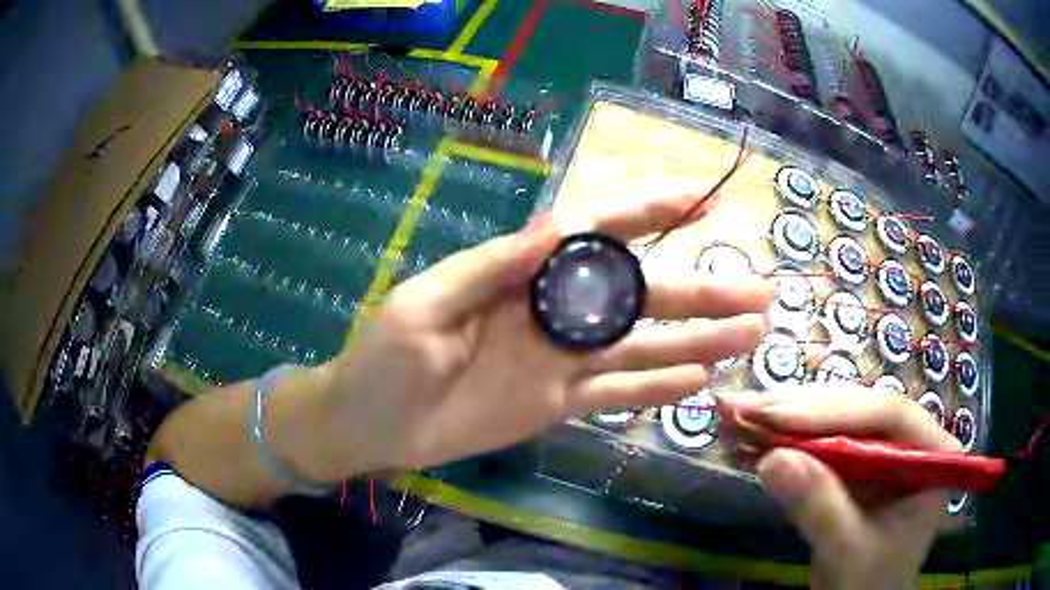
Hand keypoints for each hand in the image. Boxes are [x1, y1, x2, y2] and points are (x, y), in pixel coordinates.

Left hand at [297, 187, 771, 479]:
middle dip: (702, 290)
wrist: (372, 425)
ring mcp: (561, 361)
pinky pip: (617, 394)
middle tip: (759, 292)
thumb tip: (559, 228)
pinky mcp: (558, 404)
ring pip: (643, 347)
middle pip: (641, 296)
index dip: (651, 213)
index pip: (598, 234)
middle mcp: (555, 312)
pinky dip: (659, 390)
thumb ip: (492, 268)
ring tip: (748, 336)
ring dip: (697, 341)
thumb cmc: (384, 361)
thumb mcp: (425, 306)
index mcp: (523, 275)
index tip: (703, 199)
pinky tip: (700, 381)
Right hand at [719, 385, 961, 589]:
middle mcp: (910, 440)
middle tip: (743, 406)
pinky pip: (821, 443)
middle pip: (857, 409)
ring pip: (835, 420)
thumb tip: (771, 459)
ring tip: (738, 413)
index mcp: (932, 452)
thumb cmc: (870, 584)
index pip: (887, 415)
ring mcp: (882, 450)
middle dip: (799, 410)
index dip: (833, 412)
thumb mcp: (849, 552)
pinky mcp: (855, 464)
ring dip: (786, 418)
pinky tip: (752, 434)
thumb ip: (820, 508)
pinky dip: (785, 440)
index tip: (776, 416)